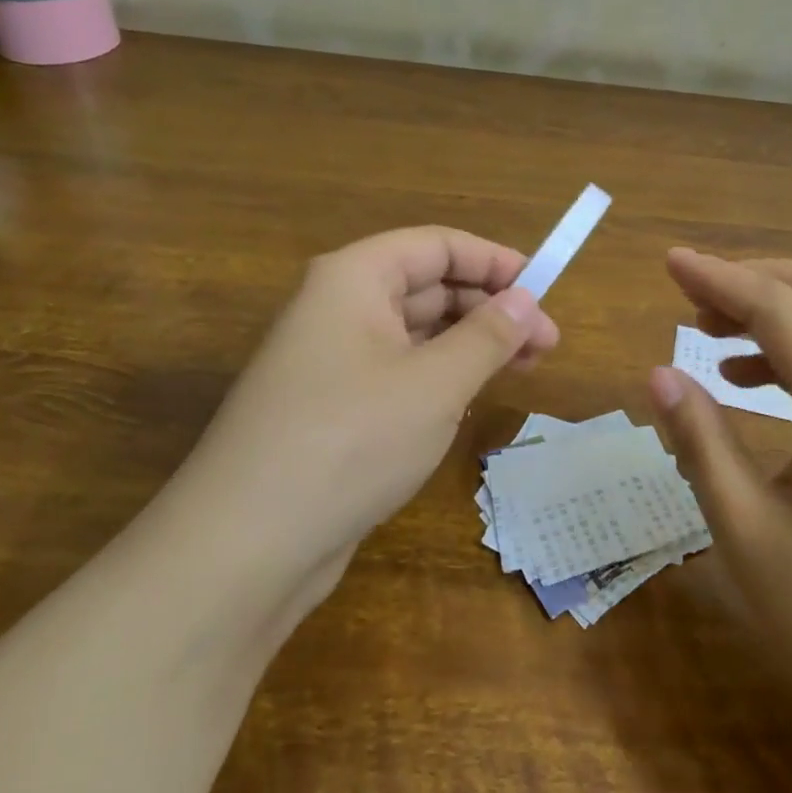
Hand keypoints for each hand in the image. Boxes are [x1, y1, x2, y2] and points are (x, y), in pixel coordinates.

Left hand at [172, 227, 558, 595]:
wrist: (245, 547)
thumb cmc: (350, 441)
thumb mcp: (435, 384)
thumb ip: (488, 336)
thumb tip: (526, 299)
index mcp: (354, 279)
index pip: (437, 245)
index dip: (494, 261)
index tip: (545, 290)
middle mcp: (338, 307)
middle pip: (427, 286)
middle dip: (490, 309)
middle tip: (546, 344)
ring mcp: (332, 360)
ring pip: (416, 333)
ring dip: (471, 345)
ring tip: (524, 370)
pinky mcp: (333, 407)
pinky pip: (398, 372)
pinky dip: (440, 377)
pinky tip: (471, 401)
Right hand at [648, 249, 791, 770]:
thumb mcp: (752, 536)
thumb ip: (702, 443)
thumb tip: (659, 375)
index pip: (778, 305)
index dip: (718, 276)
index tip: (668, 261)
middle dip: (754, 280)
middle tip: (691, 299)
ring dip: (783, 314)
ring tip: (717, 341)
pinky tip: (767, 389)